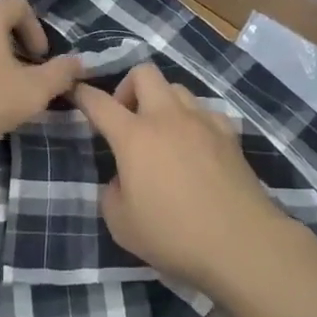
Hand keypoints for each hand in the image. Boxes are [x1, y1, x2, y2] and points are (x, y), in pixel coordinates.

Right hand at [74, 65, 295, 295]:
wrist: (241, 243)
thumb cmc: (174, 235)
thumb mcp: (122, 224)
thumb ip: (112, 193)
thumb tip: (123, 179)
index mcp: (134, 136)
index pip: (100, 103)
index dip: (83, 94)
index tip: (75, 91)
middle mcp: (167, 117)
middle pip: (143, 73)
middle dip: (128, 87)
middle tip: (128, 119)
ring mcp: (202, 121)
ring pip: (177, 88)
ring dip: (162, 102)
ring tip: (163, 133)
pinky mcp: (229, 134)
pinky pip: (206, 112)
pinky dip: (195, 121)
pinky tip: (196, 147)